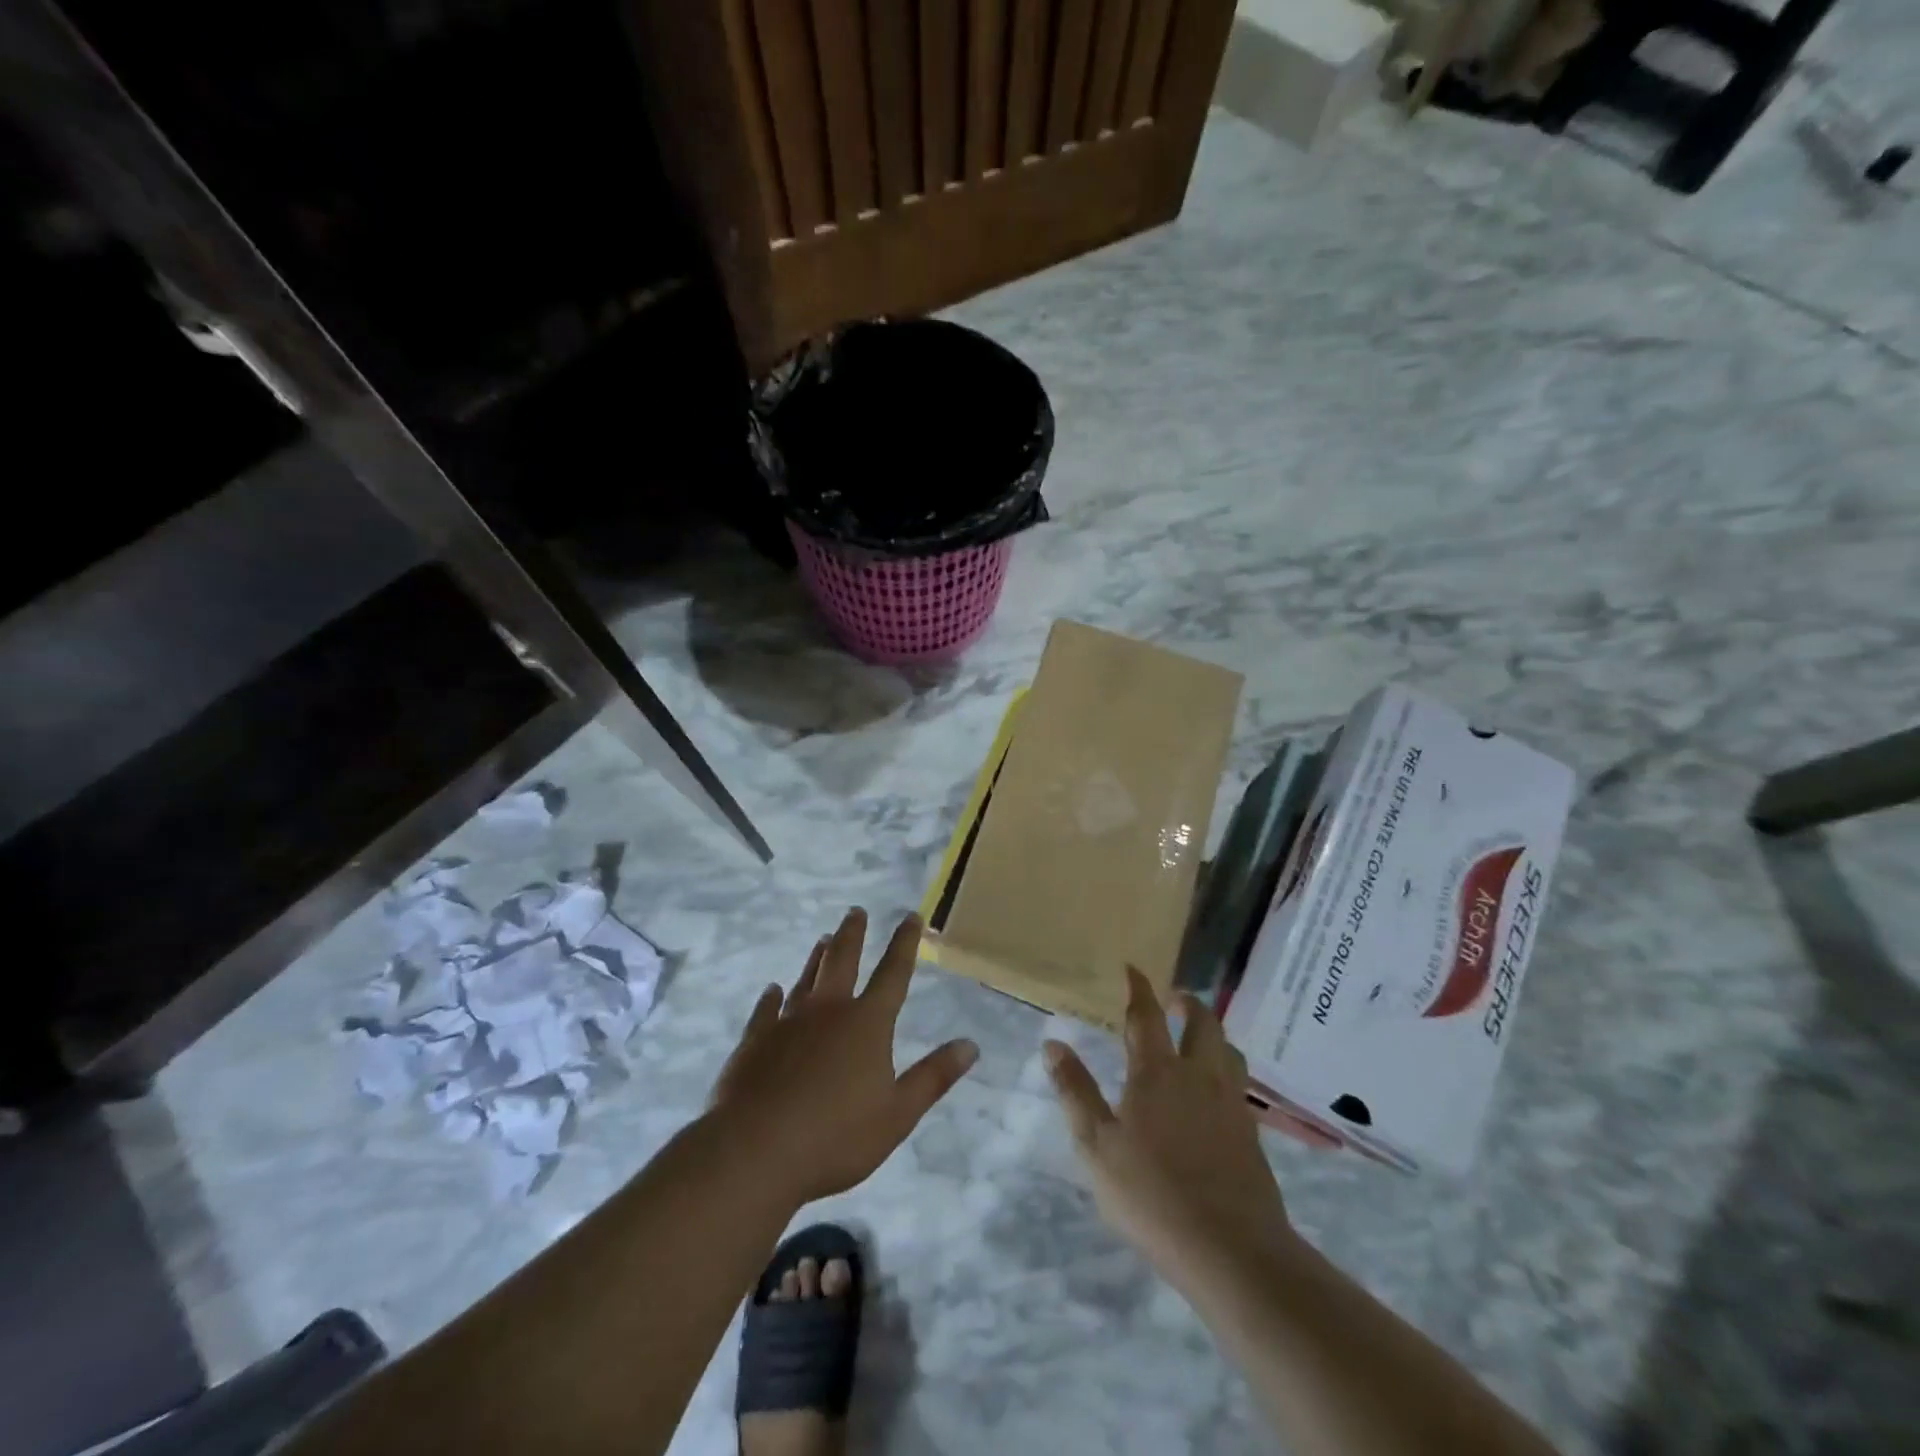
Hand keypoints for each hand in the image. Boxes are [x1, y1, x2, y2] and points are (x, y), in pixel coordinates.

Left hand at [710, 908, 978, 1206]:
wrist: (756, 1152)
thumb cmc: (836, 1137)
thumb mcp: (898, 1114)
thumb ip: (933, 1077)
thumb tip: (970, 1045)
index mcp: (867, 1024)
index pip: (893, 974)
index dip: (905, 943)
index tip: (911, 916)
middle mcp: (828, 1011)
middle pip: (843, 961)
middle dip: (853, 934)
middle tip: (856, 911)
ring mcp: (788, 1022)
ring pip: (806, 979)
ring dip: (817, 958)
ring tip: (823, 939)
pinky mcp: (755, 1040)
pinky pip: (766, 1010)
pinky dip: (771, 998)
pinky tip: (772, 990)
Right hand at [1045, 968, 1303, 1297]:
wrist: (1231, 1248)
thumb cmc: (1151, 1194)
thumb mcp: (1096, 1144)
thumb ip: (1075, 1091)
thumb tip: (1053, 1043)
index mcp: (1157, 1072)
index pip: (1147, 1016)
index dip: (1139, 988)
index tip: (1133, 968)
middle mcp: (1198, 1076)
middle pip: (1201, 1023)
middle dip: (1187, 1003)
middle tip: (1174, 998)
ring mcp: (1230, 1103)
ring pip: (1227, 1050)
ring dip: (1212, 1033)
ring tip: (1199, 1036)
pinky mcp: (1250, 1133)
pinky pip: (1239, 1083)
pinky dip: (1226, 1068)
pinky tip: (1216, 1090)